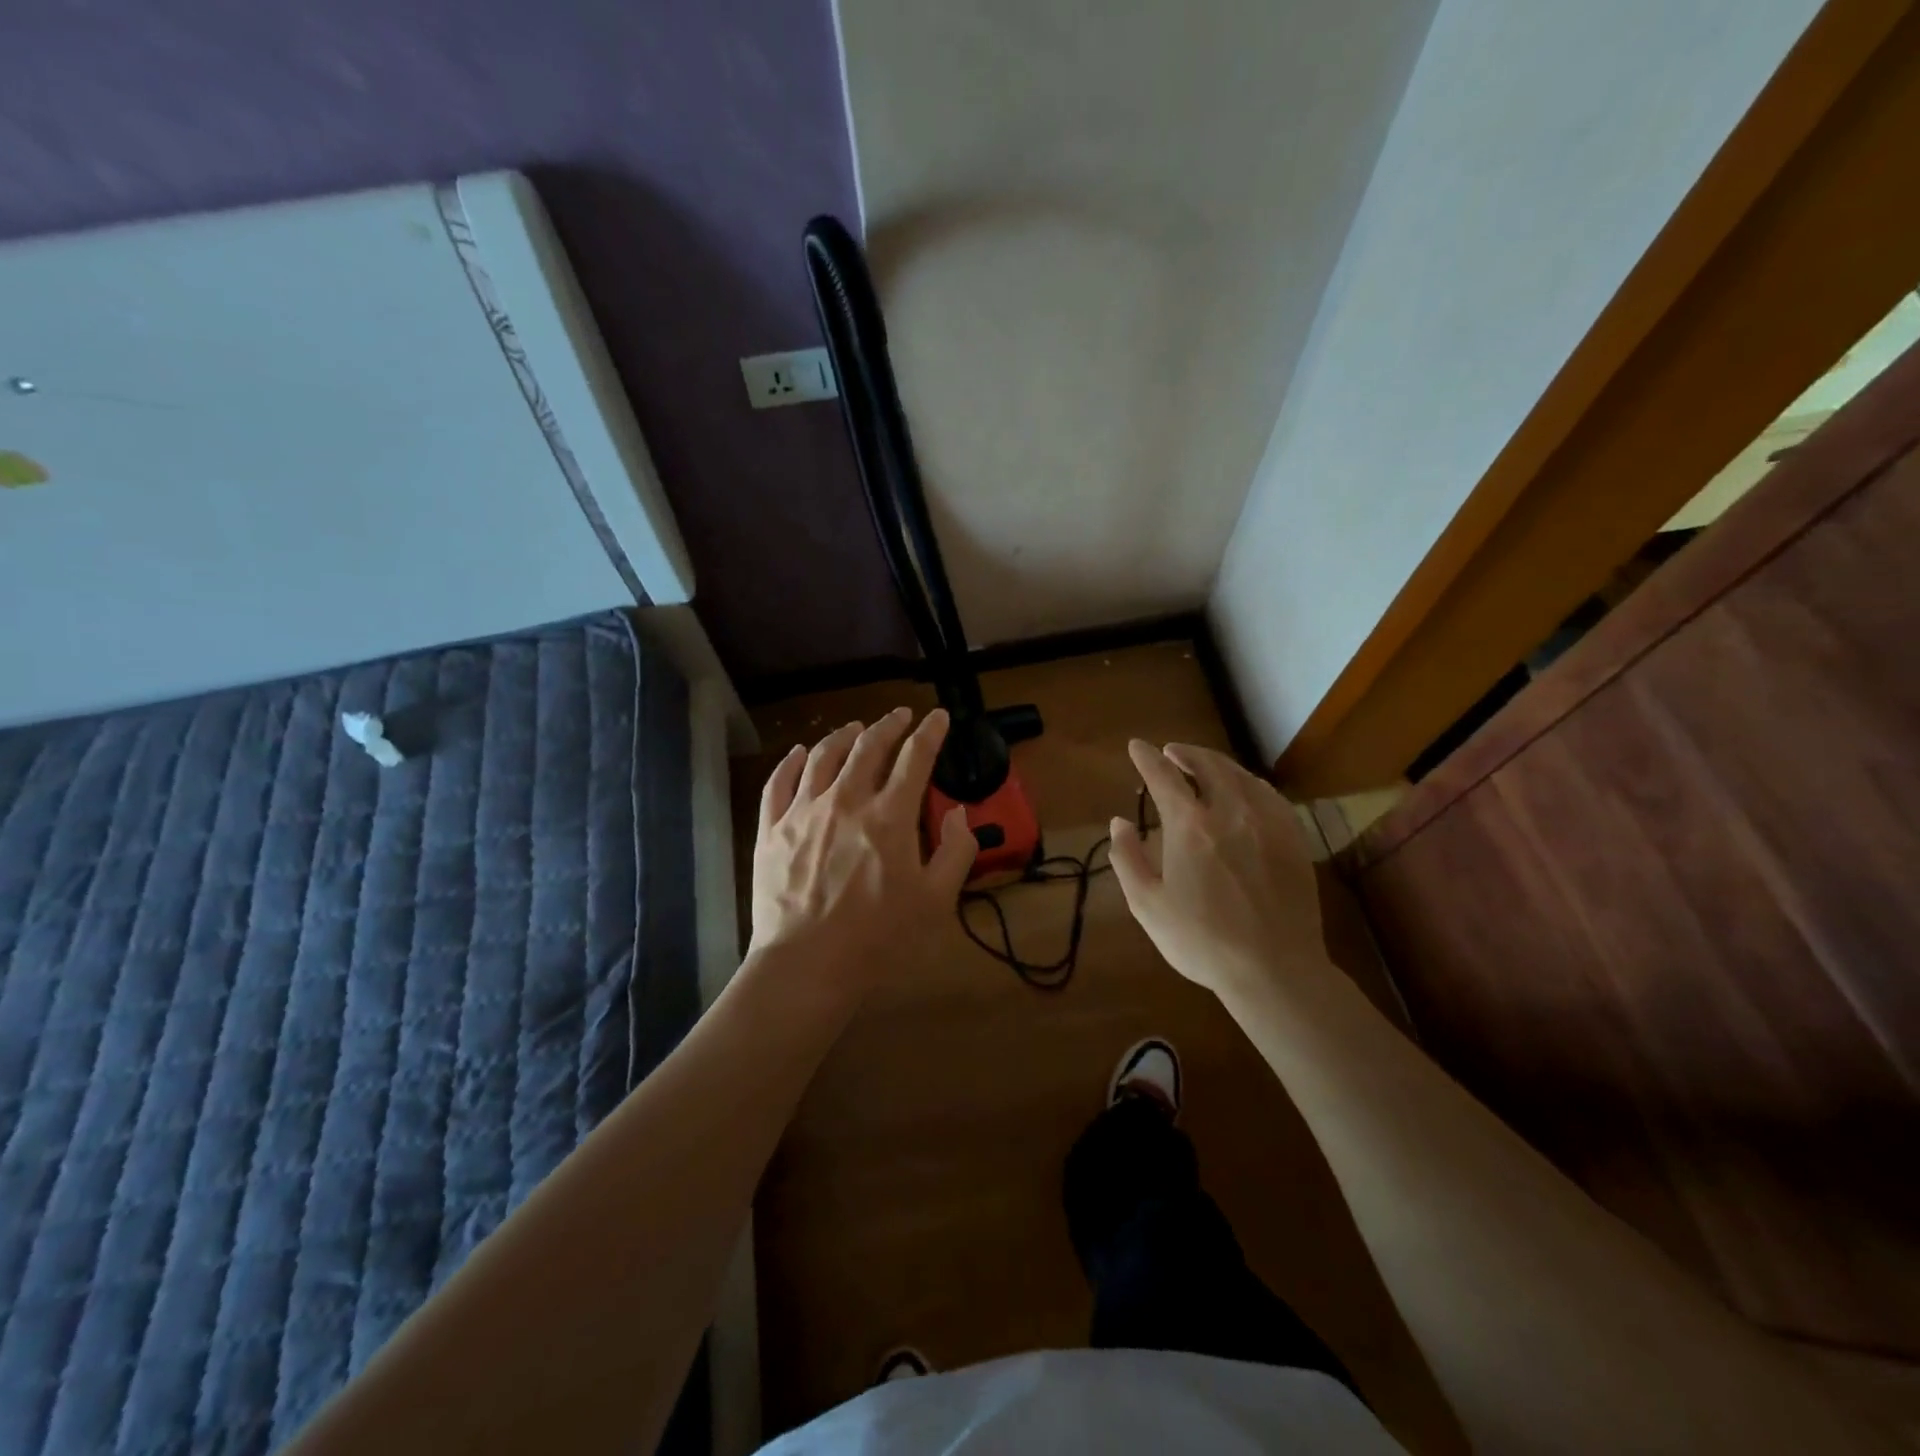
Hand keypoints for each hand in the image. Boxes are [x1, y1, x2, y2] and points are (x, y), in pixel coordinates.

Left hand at [750, 707, 976, 991]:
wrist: (807, 965)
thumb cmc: (879, 938)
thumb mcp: (937, 901)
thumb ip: (956, 851)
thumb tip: (958, 813)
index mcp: (890, 815)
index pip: (915, 757)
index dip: (931, 732)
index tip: (939, 717)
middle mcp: (846, 799)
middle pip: (869, 746)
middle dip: (889, 724)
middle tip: (901, 715)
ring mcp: (803, 811)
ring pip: (823, 755)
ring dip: (843, 736)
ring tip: (855, 729)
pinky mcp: (771, 829)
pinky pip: (779, 782)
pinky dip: (791, 761)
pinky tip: (798, 753)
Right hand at [1108, 739, 1324, 997]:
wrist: (1274, 969)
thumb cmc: (1201, 941)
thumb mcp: (1148, 905)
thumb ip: (1127, 858)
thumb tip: (1119, 822)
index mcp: (1190, 827)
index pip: (1163, 777)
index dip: (1146, 758)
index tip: (1136, 746)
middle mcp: (1230, 812)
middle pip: (1207, 765)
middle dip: (1185, 753)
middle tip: (1171, 751)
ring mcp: (1267, 822)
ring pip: (1240, 776)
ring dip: (1217, 763)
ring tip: (1203, 764)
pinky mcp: (1293, 838)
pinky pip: (1269, 795)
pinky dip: (1249, 782)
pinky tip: (1245, 789)